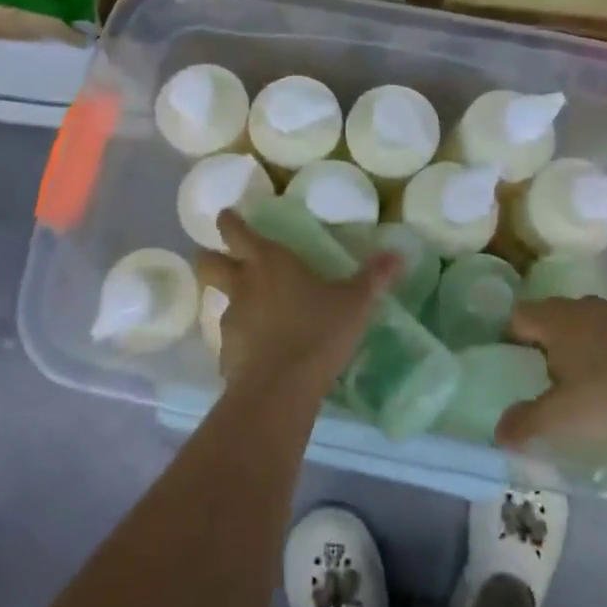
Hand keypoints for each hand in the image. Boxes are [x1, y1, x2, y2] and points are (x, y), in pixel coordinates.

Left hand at [213, 210, 398, 401]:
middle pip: (208, 263)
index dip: (228, 221)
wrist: (280, 390)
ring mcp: (230, 320)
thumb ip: (374, 278)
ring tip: (256, 312)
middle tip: (224, 260)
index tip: (226, 216)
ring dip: (232, 301)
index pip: (235, 231)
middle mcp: (243, 285)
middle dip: (210, 257)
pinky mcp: (227, 354)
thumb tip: (399, 254)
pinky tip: (262, 352)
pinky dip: (242, 340)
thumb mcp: (354, 304)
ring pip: (219, 301)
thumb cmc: (317, 332)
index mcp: (269, 261)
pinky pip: (231, 340)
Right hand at [496, 296, 606, 449]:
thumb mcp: (565, 416)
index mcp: (554, 320)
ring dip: (581, 345)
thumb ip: (527, 423)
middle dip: (544, 342)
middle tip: (543, 376)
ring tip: (584, 380)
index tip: (511, 364)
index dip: (509, 338)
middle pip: (551, 317)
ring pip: (586, 323)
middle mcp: (582, 306)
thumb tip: (498, 434)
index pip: (517, 317)